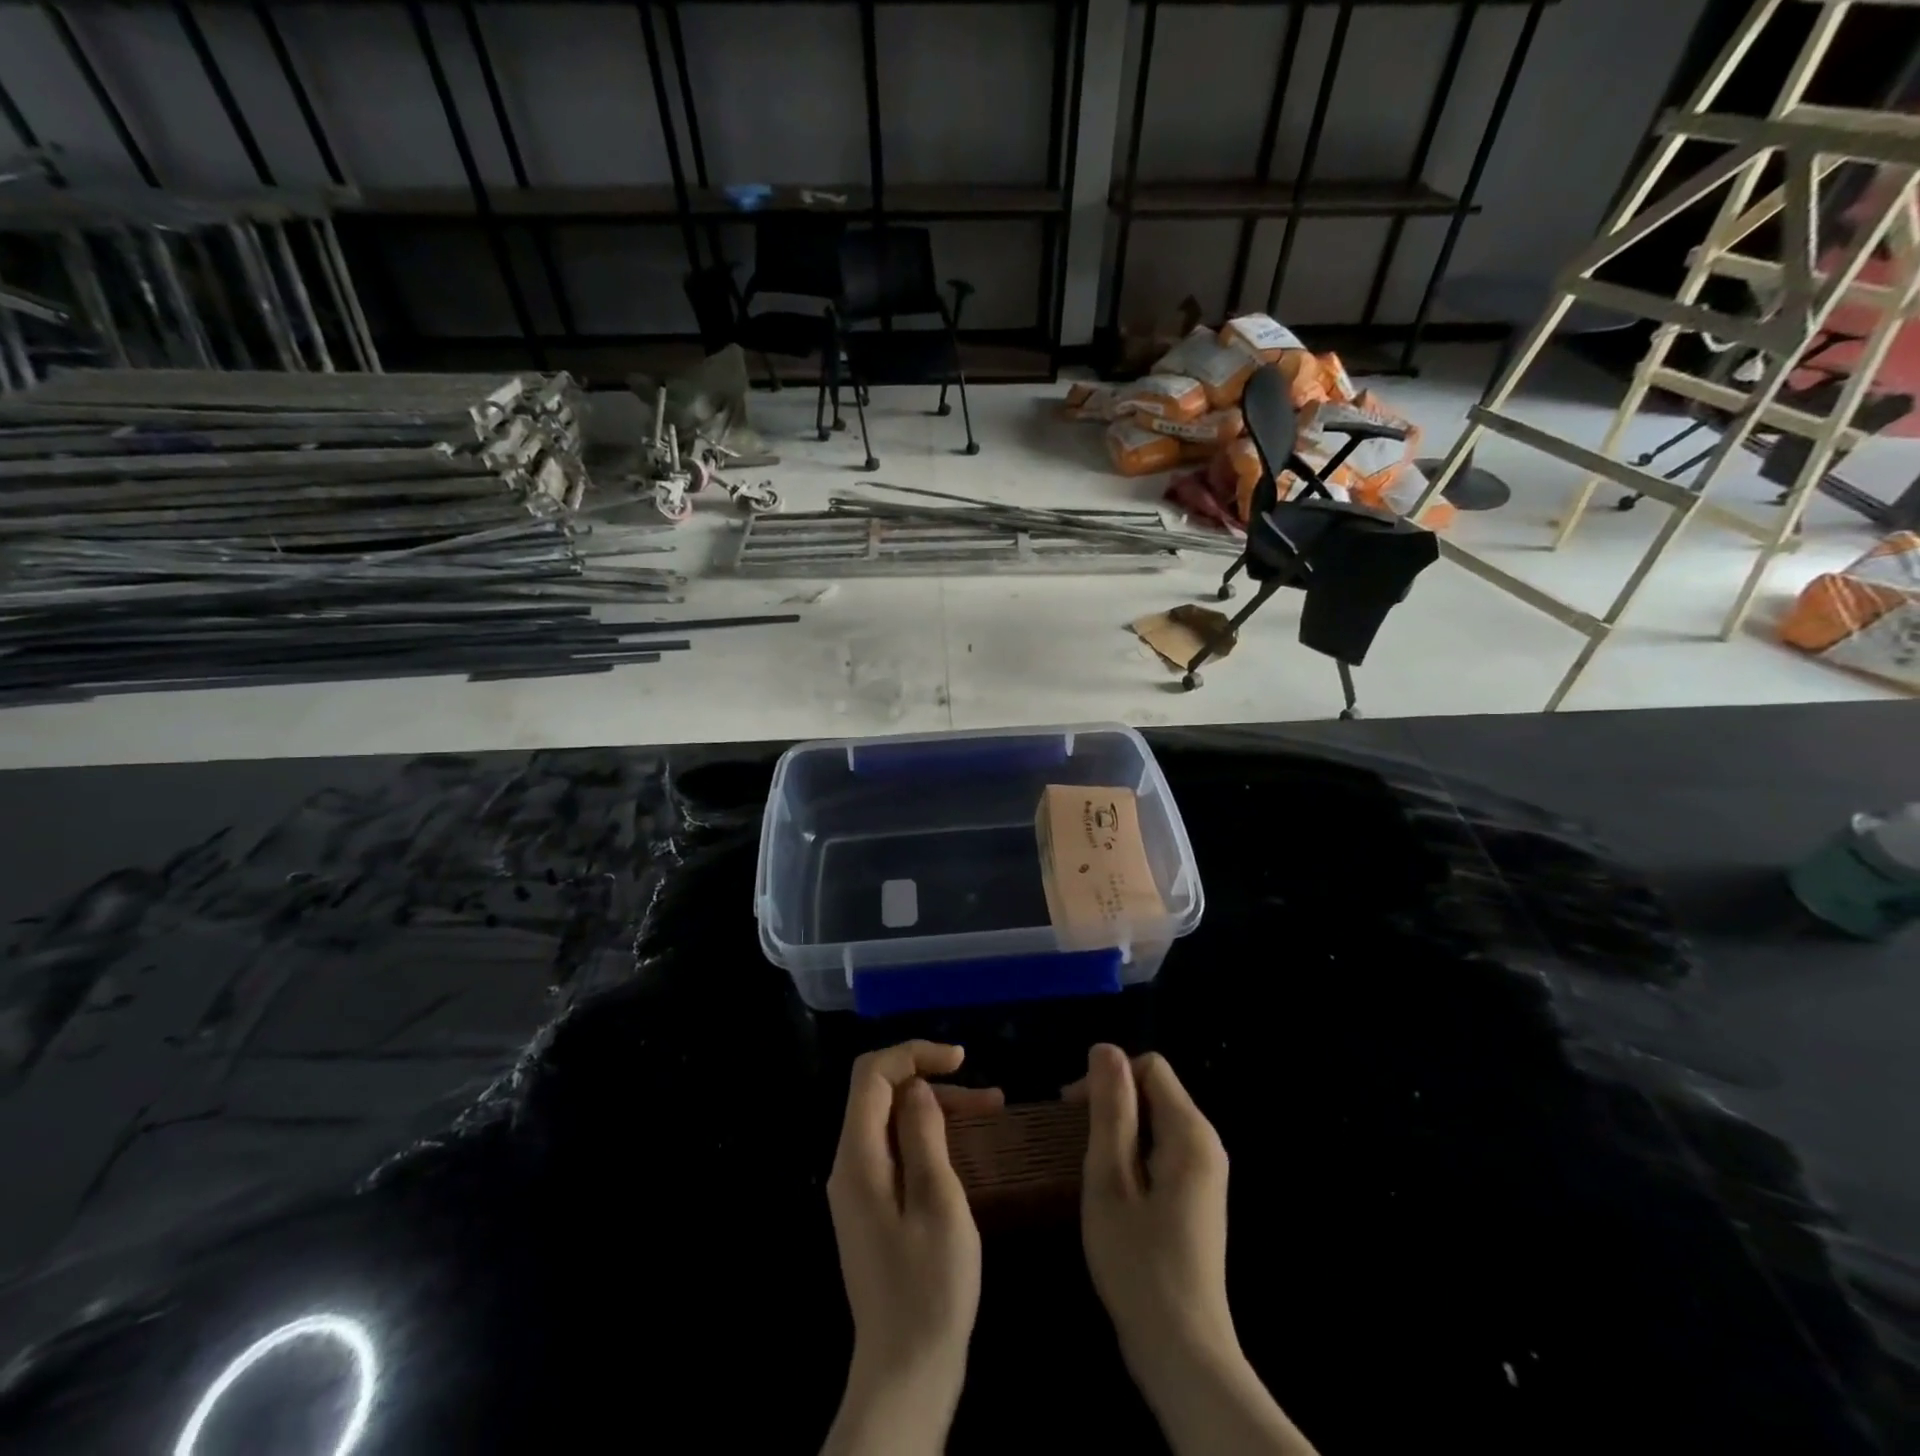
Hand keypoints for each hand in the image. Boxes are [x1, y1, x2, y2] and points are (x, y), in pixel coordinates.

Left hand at [822, 1041, 1002, 1455]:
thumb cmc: (930, 1288)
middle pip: (882, 1094)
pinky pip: (897, 1150)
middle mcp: (850, 1164)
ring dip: (938, 1109)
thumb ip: (924, 1136)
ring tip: (992, 1112)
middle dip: (932, 1081)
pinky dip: (930, 1137)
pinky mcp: (874, 1207)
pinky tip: (966, 1146)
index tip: (961, 1059)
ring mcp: (860, 1188)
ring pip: (893, 1121)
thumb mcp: (939, 1203)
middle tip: (988, 1096)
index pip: (872, 1075)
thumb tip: (917, 1088)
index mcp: (858, 1158)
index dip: (913, 1053)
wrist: (906, 1373)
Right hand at [1067, 1046, 1316, 1455]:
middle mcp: (1206, 1143)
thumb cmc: (1138, 1264)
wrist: (1182, 1353)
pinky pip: (1162, 1147)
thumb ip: (1110, 1109)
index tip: (1071, 1109)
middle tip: (1073, 1137)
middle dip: (1112, 1101)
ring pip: (1157, 1119)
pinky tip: (1111, 1185)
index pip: (1150, 1067)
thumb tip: (1105, 1048)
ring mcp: (1205, 1172)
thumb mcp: (1110, 1179)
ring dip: (1119, 1127)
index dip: (1108, 1077)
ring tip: (1087, 1161)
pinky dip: (1133, 1151)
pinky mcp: (1197, 1196)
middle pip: (1155, 1089)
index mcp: (1190, 1132)